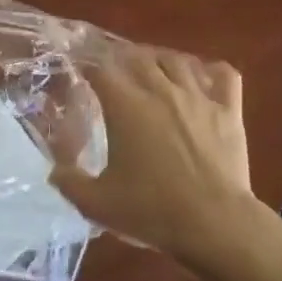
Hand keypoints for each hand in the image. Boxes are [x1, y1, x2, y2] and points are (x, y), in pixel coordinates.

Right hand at [50, 45, 259, 268]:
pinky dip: (212, 71)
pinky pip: (224, 74)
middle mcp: (160, 89)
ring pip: (177, 60)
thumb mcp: (98, 205)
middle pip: (138, 56)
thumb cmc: (152, 211)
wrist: (214, 224)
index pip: (101, 69)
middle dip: (123, 58)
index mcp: (126, 106)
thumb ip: (70, 183)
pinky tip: (205, 77)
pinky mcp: (228, 108)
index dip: (89, 66)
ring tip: (155, 68)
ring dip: (162, 59)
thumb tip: (53, 169)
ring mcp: (198, 95)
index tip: (83, 72)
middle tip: (117, 70)